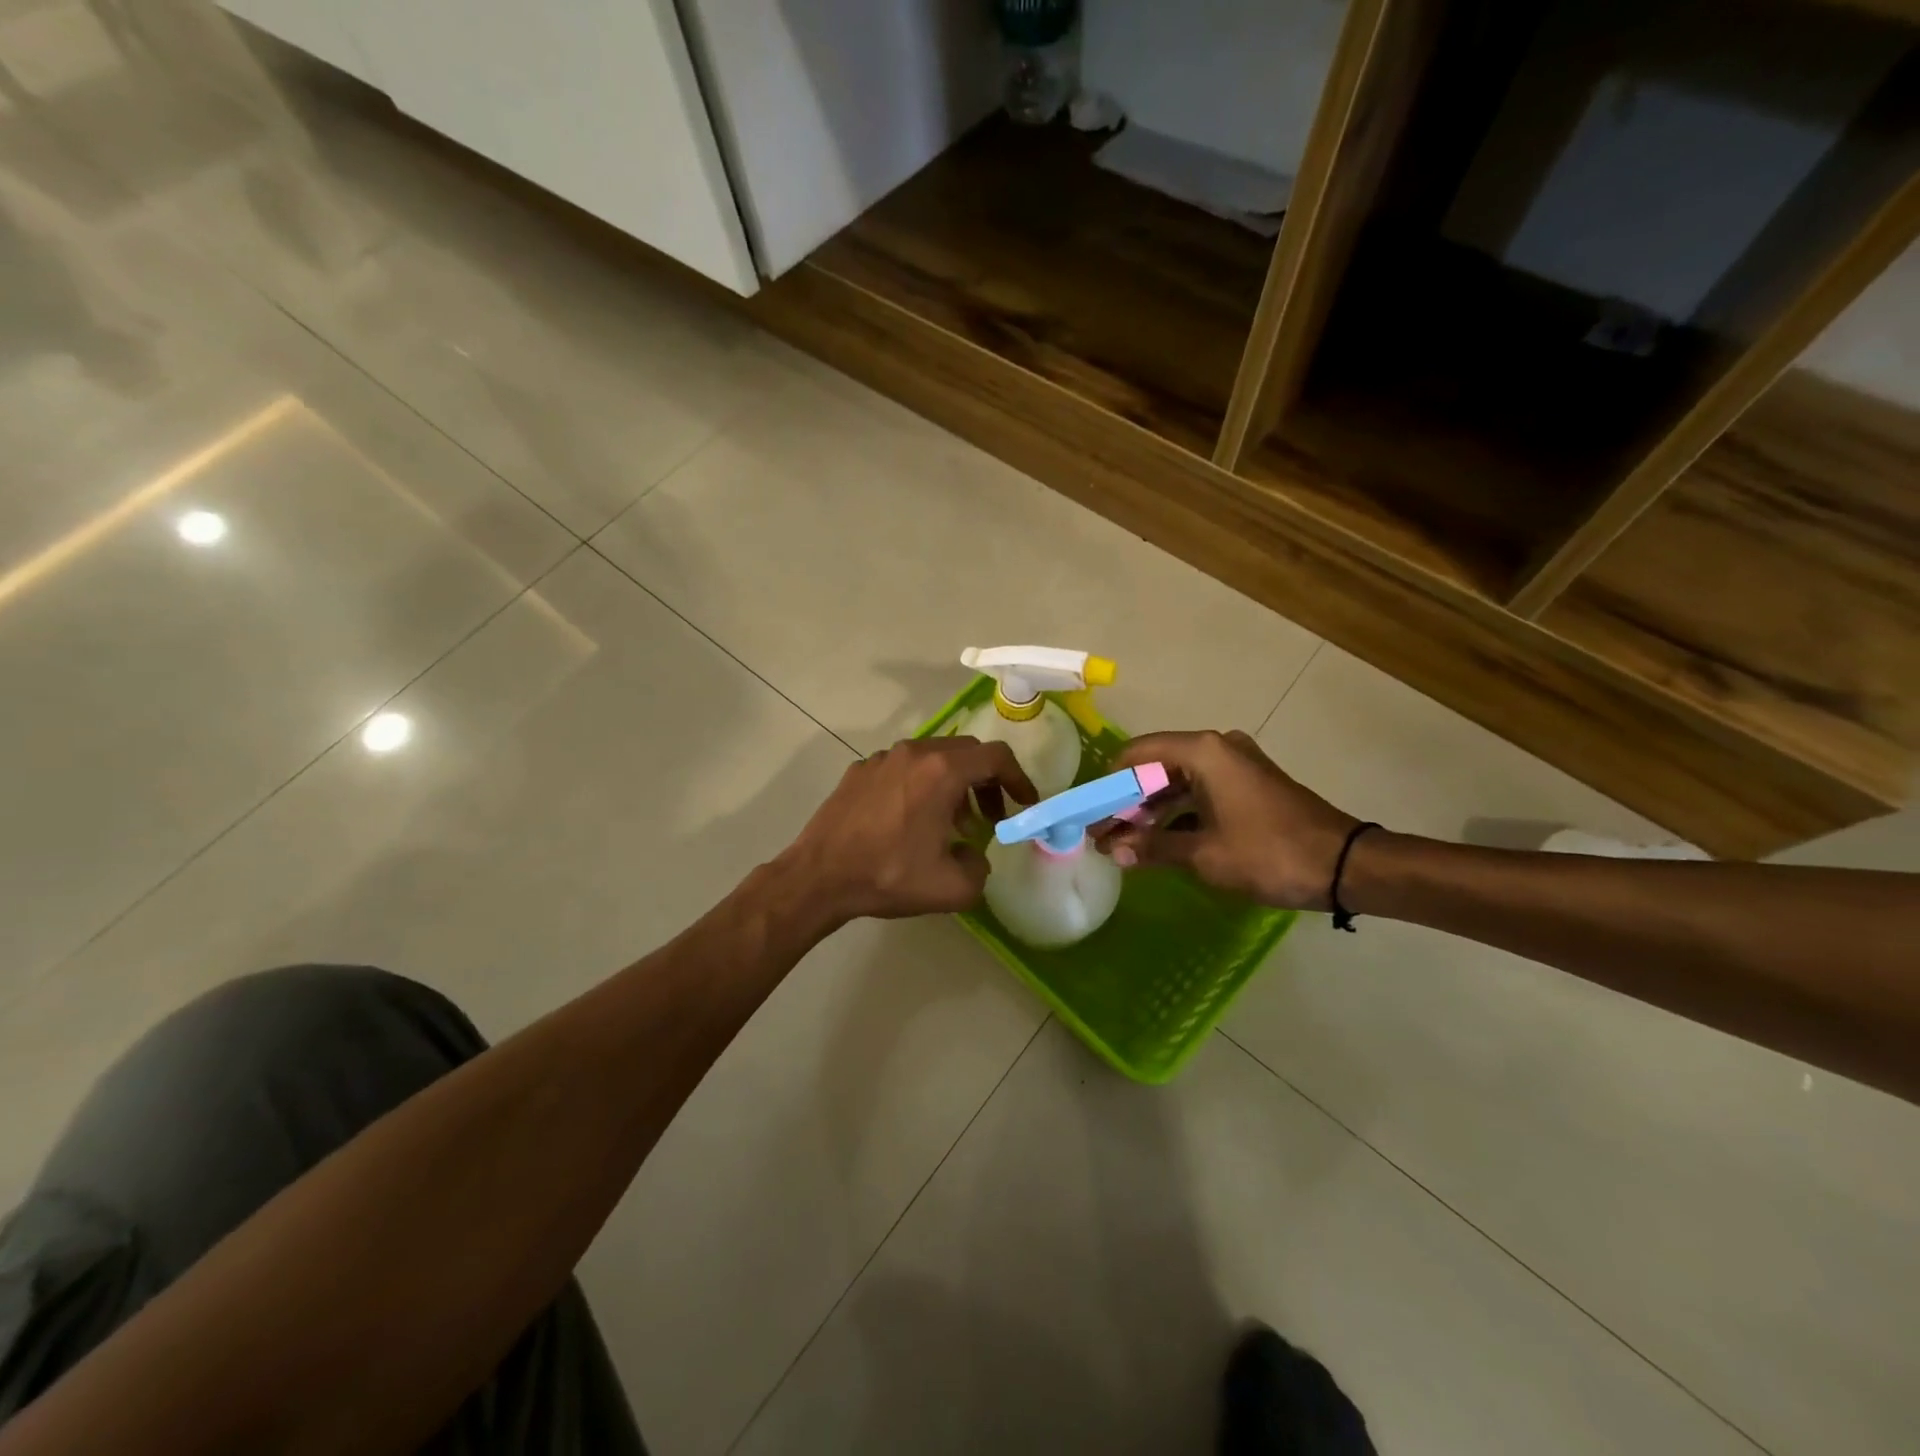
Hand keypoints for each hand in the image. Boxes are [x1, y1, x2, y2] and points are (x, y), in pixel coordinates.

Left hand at [779, 736, 1036, 924]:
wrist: (819, 876)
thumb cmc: (888, 876)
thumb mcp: (951, 887)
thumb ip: (980, 869)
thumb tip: (974, 856)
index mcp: (942, 771)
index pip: (996, 757)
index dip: (1018, 779)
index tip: (1024, 804)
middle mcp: (915, 753)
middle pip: (967, 752)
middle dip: (987, 782)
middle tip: (990, 818)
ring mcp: (883, 758)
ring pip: (933, 757)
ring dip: (953, 784)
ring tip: (951, 824)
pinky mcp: (860, 770)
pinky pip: (903, 767)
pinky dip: (921, 785)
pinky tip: (910, 820)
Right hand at [1093, 730, 1361, 910]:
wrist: (1345, 865)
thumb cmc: (1268, 853)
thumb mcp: (1204, 855)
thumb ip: (1153, 847)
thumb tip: (1113, 852)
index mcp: (1202, 752)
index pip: (1136, 755)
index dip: (1108, 785)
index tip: (1090, 815)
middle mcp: (1216, 748)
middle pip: (1155, 767)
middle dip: (1127, 802)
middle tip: (1103, 836)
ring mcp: (1235, 765)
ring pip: (1177, 781)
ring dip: (1151, 811)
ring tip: (1125, 845)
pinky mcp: (1248, 784)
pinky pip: (1200, 791)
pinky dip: (1178, 813)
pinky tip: (1159, 842)